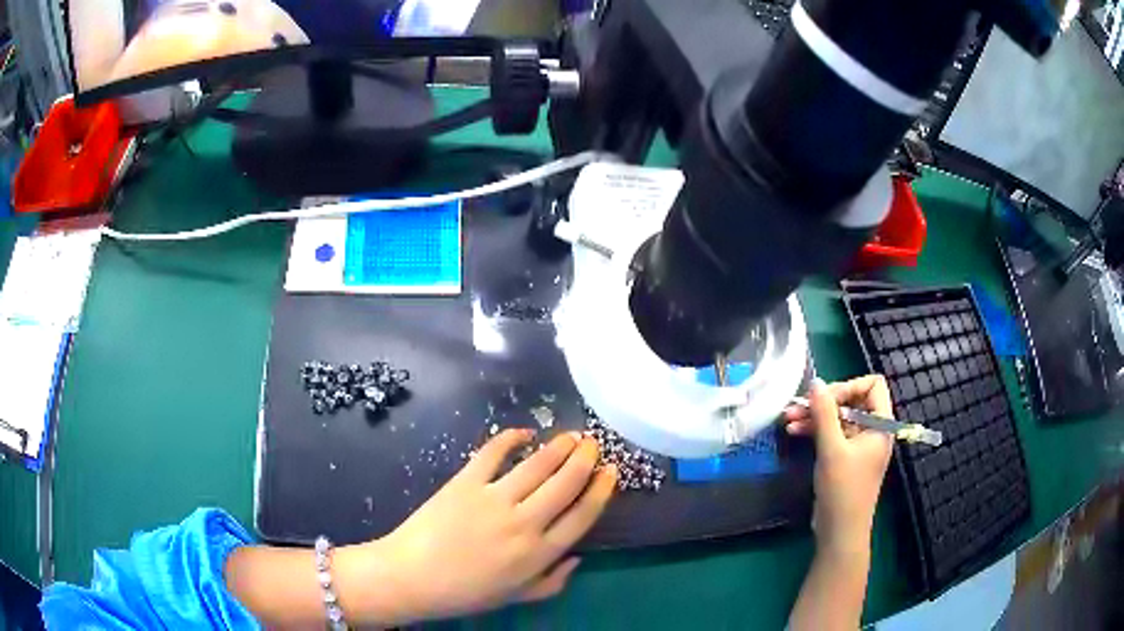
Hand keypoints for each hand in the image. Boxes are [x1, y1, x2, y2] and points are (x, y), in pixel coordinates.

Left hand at [349, 429, 616, 623]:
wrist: (411, 577)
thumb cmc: (465, 592)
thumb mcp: (516, 597)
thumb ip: (552, 582)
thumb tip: (578, 557)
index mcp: (539, 554)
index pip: (582, 516)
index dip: (601, 490)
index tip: (611, 471)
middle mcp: (524, 523)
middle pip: (566, 484)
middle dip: (585, 459)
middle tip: (593, 443)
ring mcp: (494, 499)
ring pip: (537, 465)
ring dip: (558, 446)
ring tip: (571, 436)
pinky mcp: (465, 482)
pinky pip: (493, 452)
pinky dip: (511, 437)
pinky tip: (524, 433)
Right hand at [783, 376, 893, 554]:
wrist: (839, 531)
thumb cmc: (843, 489)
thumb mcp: (832, 449)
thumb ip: (824, 413)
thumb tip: (816, 382)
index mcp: (880, 425)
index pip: (873, 385)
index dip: (849, 386)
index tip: (825, 398)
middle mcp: (872, 430)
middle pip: (852, 400)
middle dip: (825, 402)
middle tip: (798, 406)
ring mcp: (858, 445)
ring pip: (838, 418)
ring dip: (815, 416)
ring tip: (787, 419)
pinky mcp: (845, 457)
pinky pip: (832, 434)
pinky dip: (815, 430)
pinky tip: (794, 431)